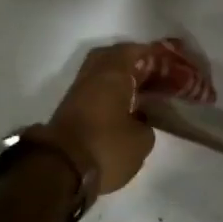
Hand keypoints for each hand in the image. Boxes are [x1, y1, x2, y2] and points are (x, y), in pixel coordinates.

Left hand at [31, 42, 156, 195]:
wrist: (57, 170)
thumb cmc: (106, 147)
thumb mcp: (141, 141)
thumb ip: (146, 123)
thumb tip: (141, 120)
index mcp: (113, 73)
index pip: (133, 51)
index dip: (150, 54)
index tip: (165, 62)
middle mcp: (92, 76)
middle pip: (110, 56)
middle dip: (128, 61)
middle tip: (147, 72)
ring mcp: (76, 93)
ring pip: (98, 74)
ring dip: (114, 78)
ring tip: (136, 92)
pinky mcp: (67, 111)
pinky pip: (91, 91)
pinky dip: (105, 94)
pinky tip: (119, 108)